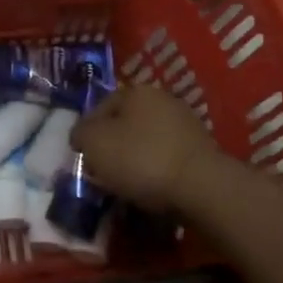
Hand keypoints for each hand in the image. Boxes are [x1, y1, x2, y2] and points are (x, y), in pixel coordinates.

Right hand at [71, 84, 223, 211]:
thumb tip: (81, 136)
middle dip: (112, 146)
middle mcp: (162, 100)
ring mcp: (186, 125)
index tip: (81, 157)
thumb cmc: (141, 158)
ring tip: (125, 186)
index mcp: (136, 91)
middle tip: (101, 172)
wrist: (201, 187)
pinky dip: (156, 173)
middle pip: (125, 124)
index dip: (86, 132)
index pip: (100, 107)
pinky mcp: (201, 152)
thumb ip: (81, 134)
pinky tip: (150, 191)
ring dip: (135, 161)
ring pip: (147, 142)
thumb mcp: (95, 143)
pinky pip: (167, 160)